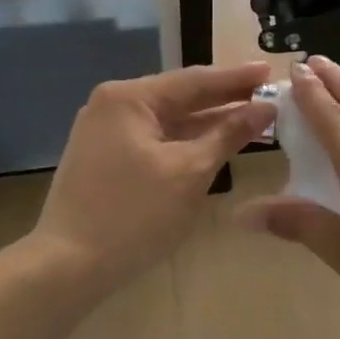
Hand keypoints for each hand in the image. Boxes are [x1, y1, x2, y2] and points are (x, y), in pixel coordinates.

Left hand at [34, 63, 275, 290]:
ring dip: (207, 122)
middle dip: (224, 99)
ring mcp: (105, 132)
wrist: (68, 266)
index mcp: (130, 98)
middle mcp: (113, 105)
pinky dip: (185, 141)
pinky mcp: (104, 158)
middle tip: (269, 95)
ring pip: (168, 121)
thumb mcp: (190, 172)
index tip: (271, 71)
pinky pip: (154, 139)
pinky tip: (213, 144)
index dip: (237, 78)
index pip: (195, 80)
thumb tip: (265, 109)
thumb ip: (228, 134)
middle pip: (180, 97)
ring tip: (251, 119)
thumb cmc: (134, 214)